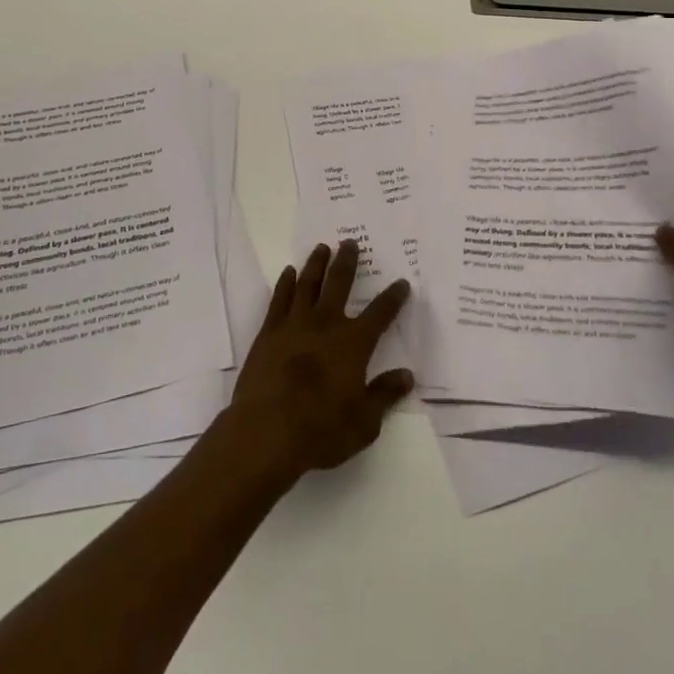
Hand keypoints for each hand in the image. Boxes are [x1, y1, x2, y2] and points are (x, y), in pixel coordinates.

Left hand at [224, 240, 412, 484]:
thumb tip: (406, 375)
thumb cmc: (321, 430)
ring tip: (322, 247)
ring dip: (316, 264)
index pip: (380, 314)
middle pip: (339, 284)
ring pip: (308, 284)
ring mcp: (295, 324)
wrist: (267, 430)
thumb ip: (384, 395)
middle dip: (348, 262)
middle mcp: (326, 324)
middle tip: (350, 242)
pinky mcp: (269, 332)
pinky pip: (279, 299)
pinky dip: (286, 283)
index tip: (401, 282)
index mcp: (353, 344)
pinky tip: (289, 272)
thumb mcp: (364, 422)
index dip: (393, 298)